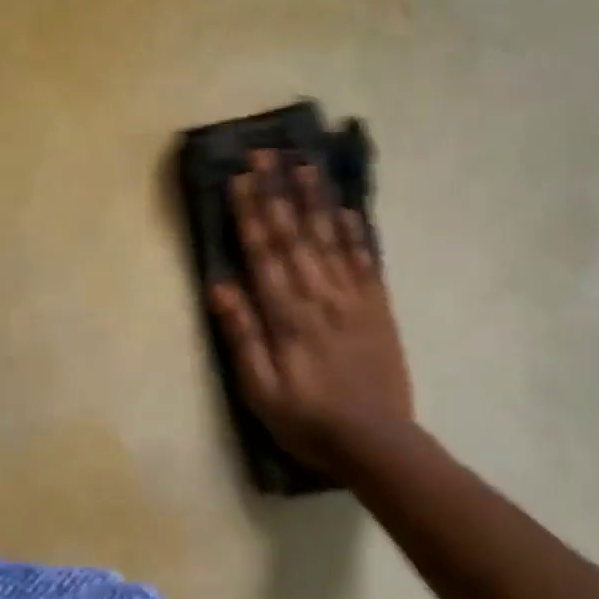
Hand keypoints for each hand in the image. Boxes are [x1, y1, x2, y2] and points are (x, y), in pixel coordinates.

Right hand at [208, 150, 413, 470]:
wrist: (378, 444)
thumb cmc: (308, 421)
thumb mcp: (261, 391)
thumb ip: (243, 336)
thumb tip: (220, 287)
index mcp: (288, 316)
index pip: (264, 253)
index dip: (251, 213)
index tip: (240, 177)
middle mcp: (320, 297)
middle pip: (295, 235)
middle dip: (278, 191)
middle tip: (267, 153)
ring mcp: (353, 299)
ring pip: (331, 238)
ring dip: (316, 199)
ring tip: (305, 164)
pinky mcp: (378, 307)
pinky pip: (366, 260)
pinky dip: (356, 232)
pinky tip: (348, 208)